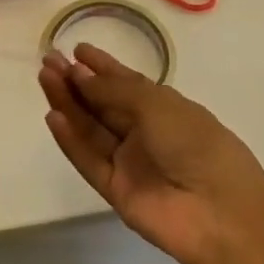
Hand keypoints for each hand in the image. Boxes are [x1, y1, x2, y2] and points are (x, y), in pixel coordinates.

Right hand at [38, 44, 263, 263]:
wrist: (219, 212)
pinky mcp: (116, 190)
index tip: (76, 50)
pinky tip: (53, 116)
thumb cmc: (196, 144)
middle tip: (49, 61)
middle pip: (103, 104)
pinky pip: (89, 160)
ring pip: (91, 128)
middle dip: (76, 82)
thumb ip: (113, 91)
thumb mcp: (157, 105)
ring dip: (68, 104)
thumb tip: (80, 75)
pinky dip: (70, 139)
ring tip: (44, 78)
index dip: (101, 66)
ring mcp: (129, 162)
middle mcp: (145, 133)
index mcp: (165, 108)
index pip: (126, 82)